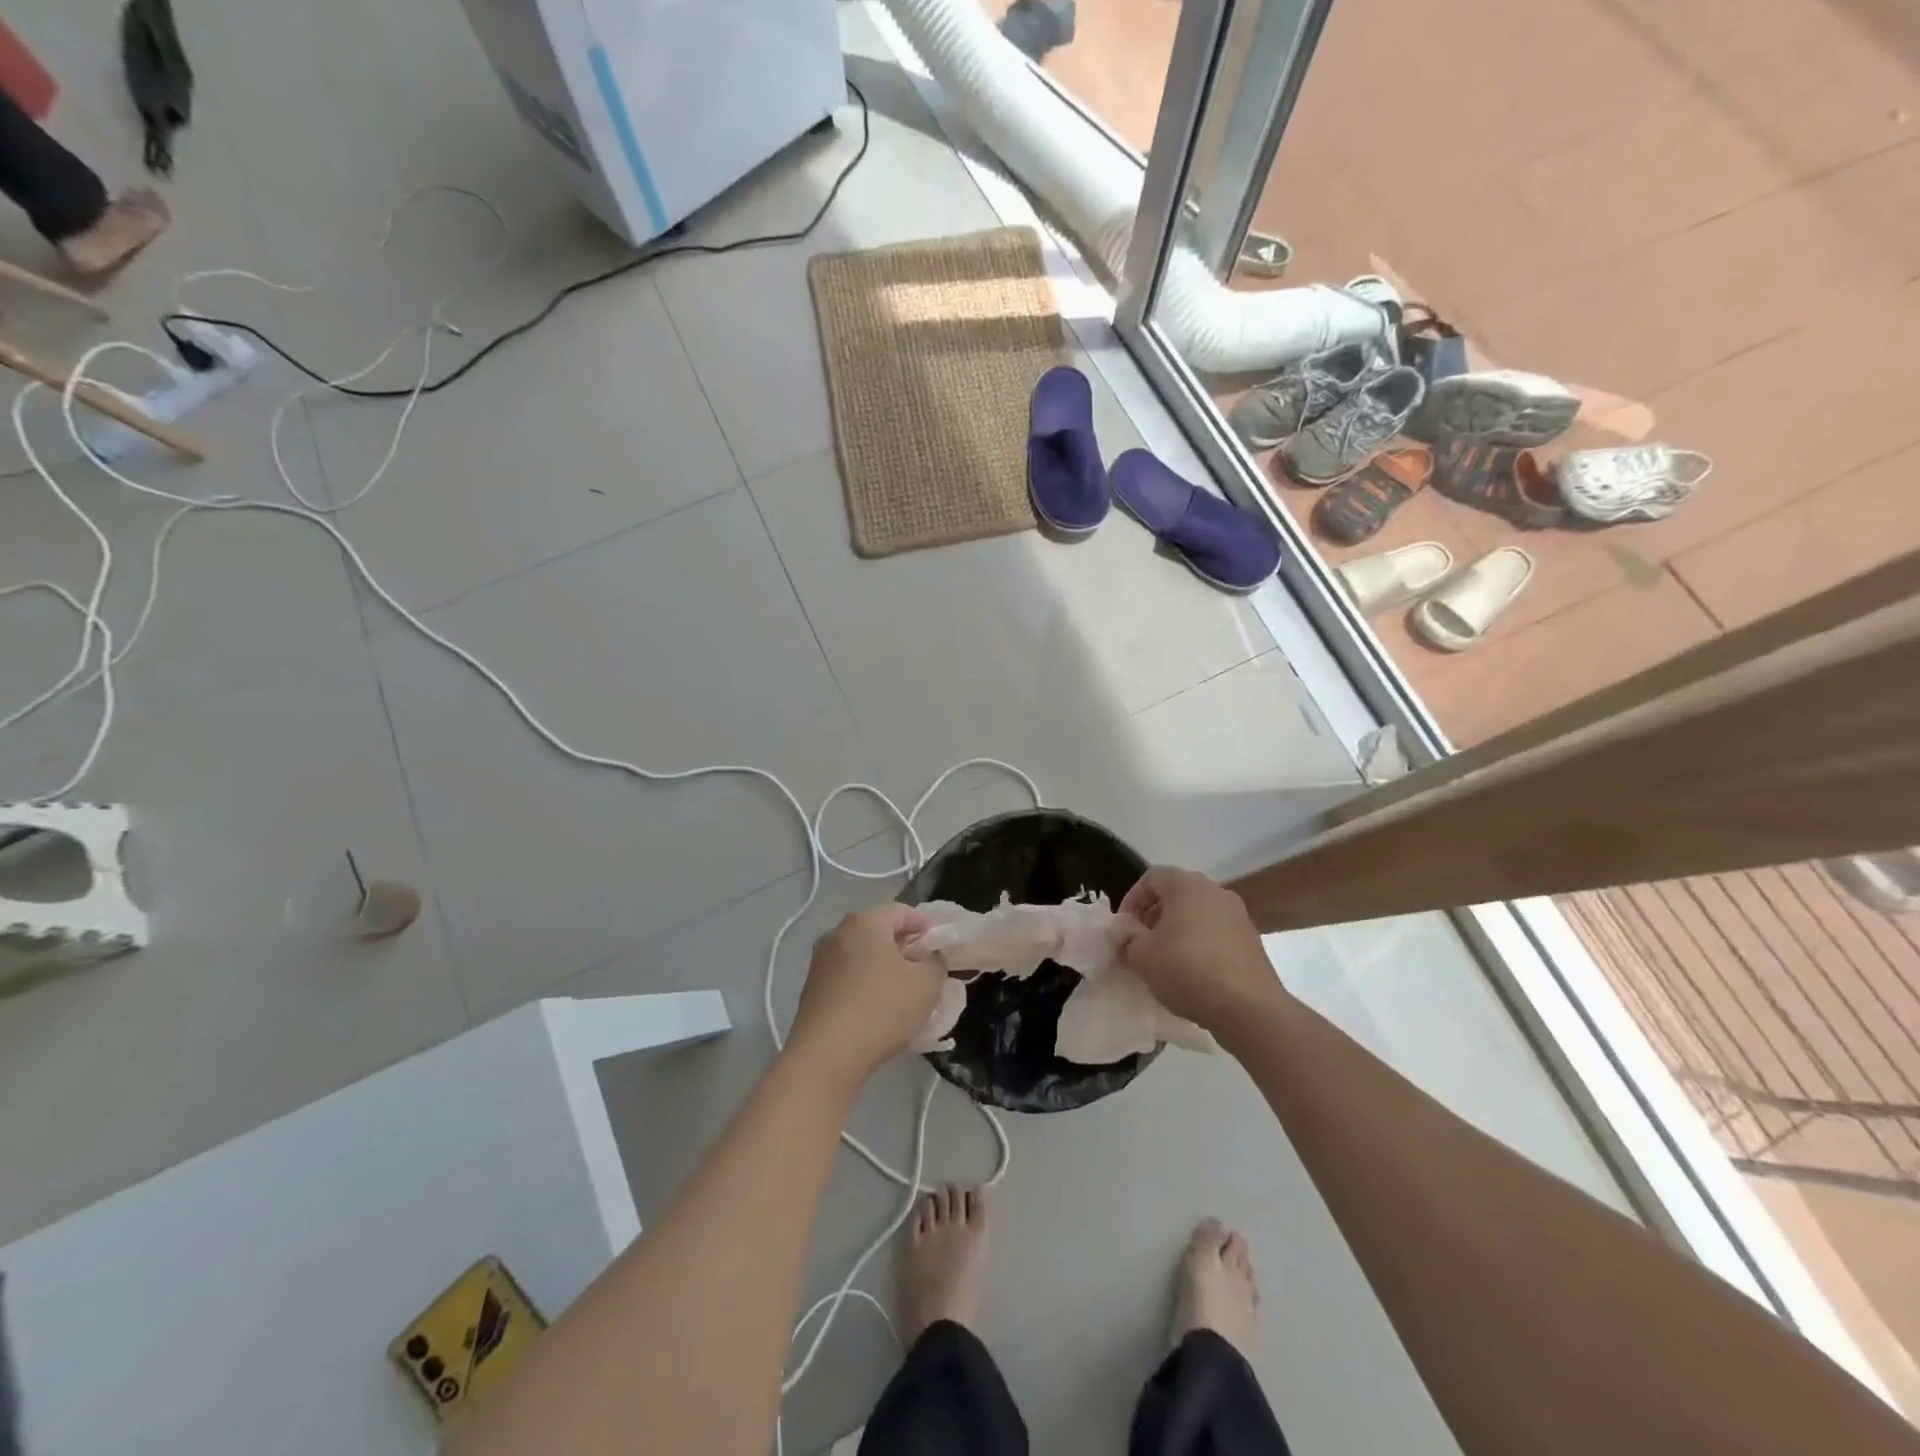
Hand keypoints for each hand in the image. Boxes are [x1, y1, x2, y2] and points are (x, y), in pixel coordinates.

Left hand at [787, 902, 942, 1085]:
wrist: (826, 1056)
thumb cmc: (882, 1009)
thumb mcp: (927, 984)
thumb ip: (935, 962)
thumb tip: (927, 958)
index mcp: (865, 922)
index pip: (902, 911)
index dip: (925, 926)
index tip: (939, 949)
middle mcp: (837, 933)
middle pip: (879, 932)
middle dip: (903, 948)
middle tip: (924, 972)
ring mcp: (820, 961)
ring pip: (861, 955)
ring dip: (883, 968)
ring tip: (902, 995)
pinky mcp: (811, 989)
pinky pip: (847, 977)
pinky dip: (864, 985)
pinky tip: (876, 1011)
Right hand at [1118, 867, 1284, 1037]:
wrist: (1249, 1008)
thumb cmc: (1187, 969)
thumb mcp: (1142, 956)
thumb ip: (1128, 939)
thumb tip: (1129, 935)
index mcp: (1186, 885)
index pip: (1151, 877)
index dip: (1132, 899)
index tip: (1124, 927)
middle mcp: (1215, 891)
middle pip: (1177, 894)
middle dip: (1154, 915)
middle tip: (1141, 942)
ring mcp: (1239, 916)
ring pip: (1198, 914)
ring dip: (1178, 931)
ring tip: (1165, 960)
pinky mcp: (1252, 941)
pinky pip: (1217, 934)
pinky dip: (1200, 945)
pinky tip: (1192, 973)